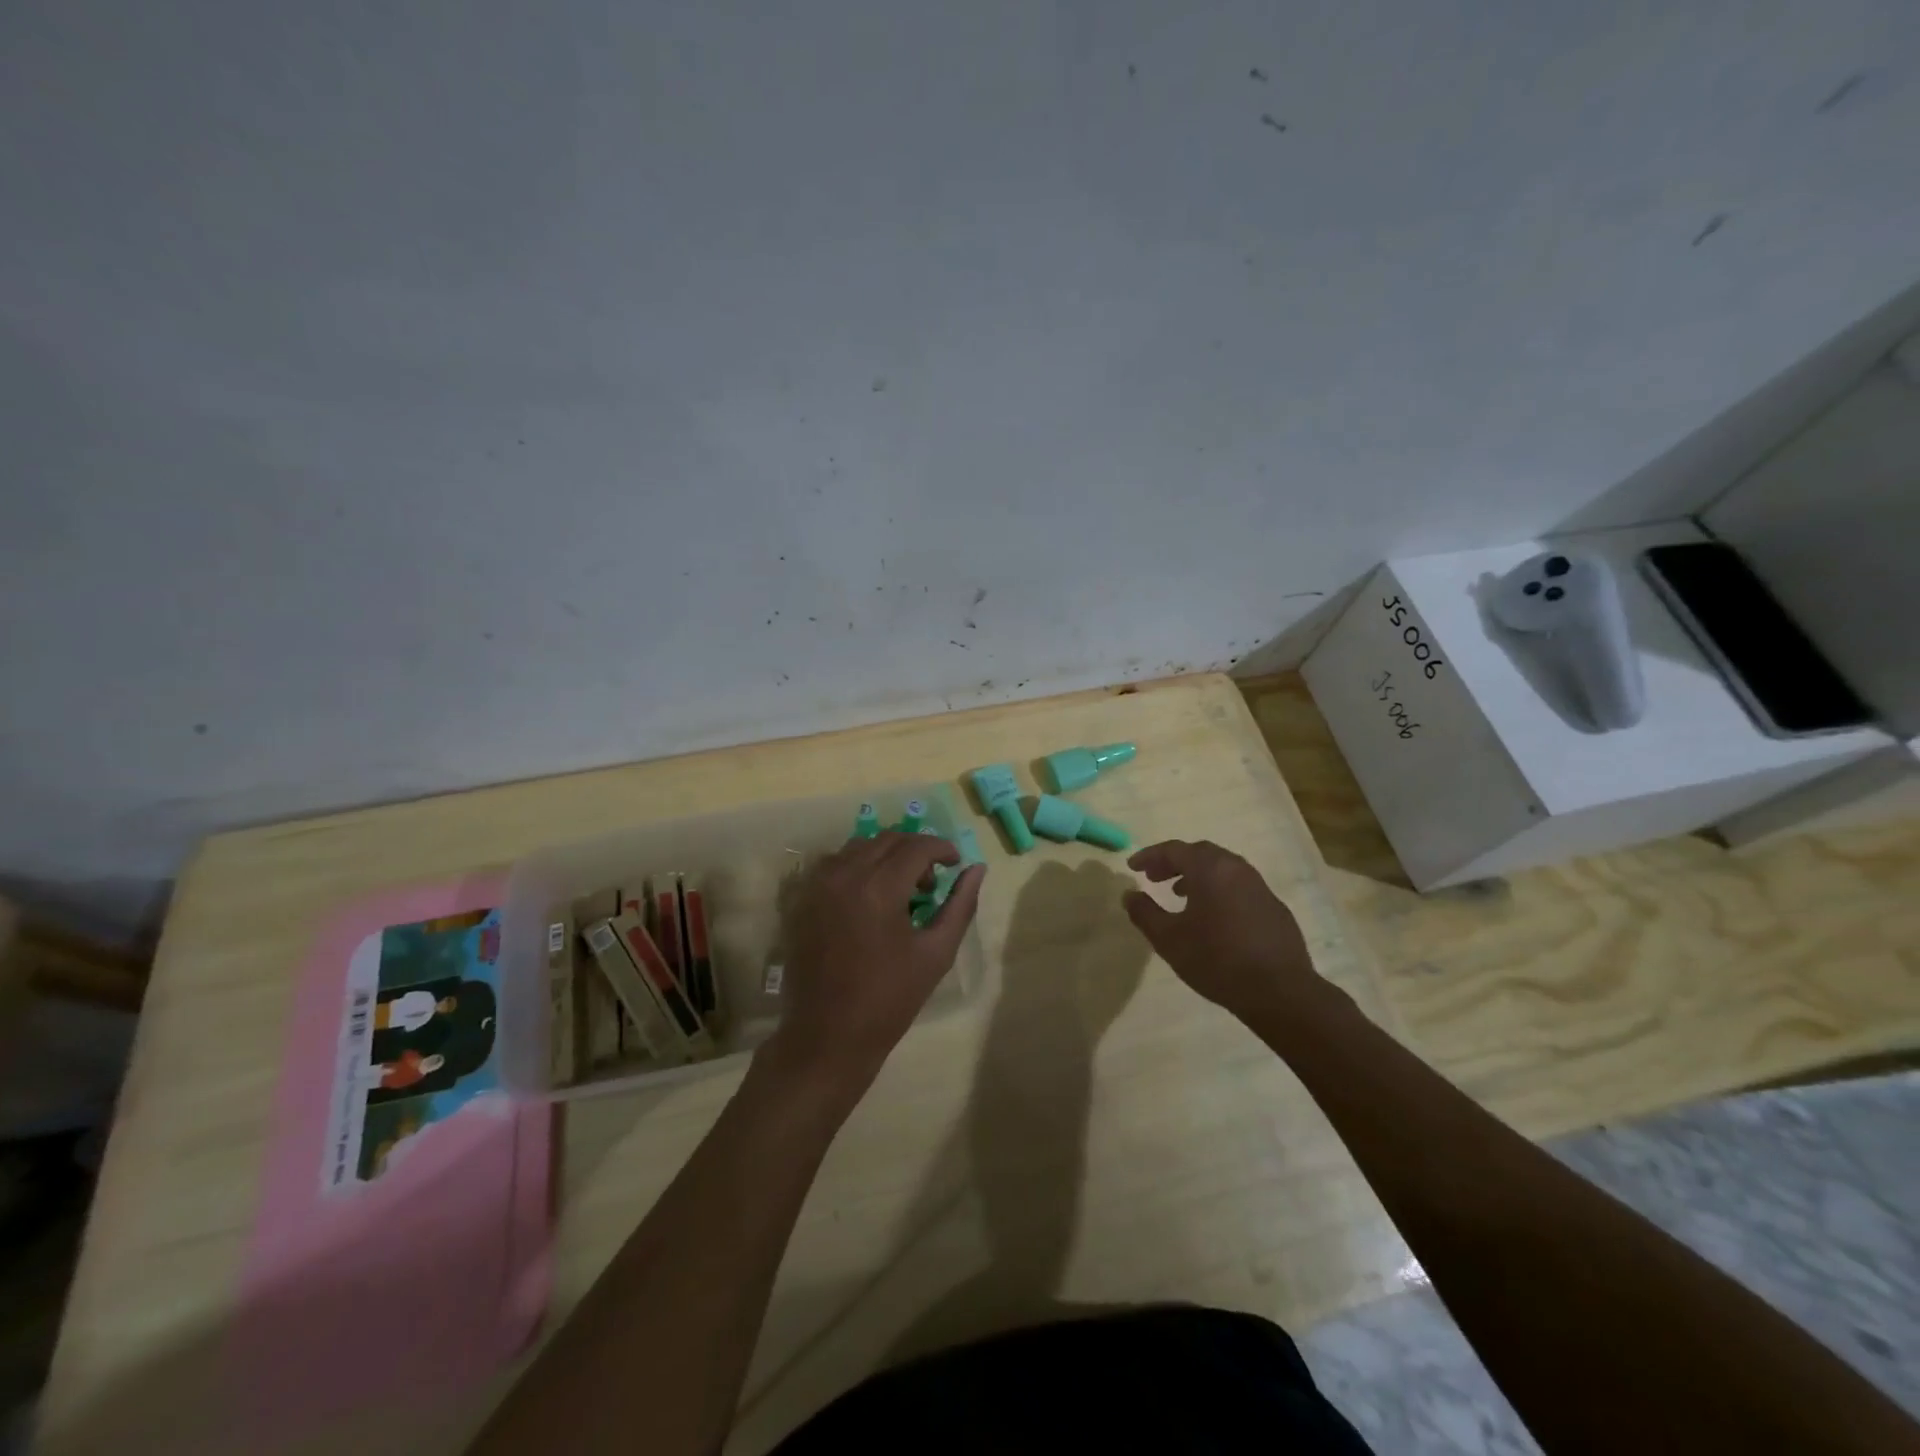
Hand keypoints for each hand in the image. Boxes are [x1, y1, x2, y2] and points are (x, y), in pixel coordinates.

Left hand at [764, 831, 984, 1094]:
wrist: (827, 1036)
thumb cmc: (889, 999)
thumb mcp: (936, 953)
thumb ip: (960, 905)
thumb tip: (977, 869)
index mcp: (879, 887)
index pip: (917, 846)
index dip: (942, 848)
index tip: (956, 864)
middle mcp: (845, 874)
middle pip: (888, 839)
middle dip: (916, 851)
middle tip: (930, 882)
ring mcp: (817, 885)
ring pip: (859, 847)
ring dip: (886, 855)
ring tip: (900, 889)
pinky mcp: (802, 899)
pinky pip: (834, 864)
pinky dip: (858, 867)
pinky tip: (869, 896)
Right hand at [1122, 840, 1322, 1023]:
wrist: (1280, 992)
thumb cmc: (1217, 960)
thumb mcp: (1169, 939)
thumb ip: (1145, 913)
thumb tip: (1129, 894)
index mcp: (1210, 870)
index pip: (1174, 850)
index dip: (1150, 856)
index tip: (1132, 867)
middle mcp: (1237, 869)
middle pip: (1200, 853)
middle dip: (1173, 862)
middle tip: (1154, 878)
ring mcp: (1259, 887)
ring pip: (1222, 869)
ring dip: (1197, 875)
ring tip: (1180, 895)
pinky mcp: (1274, 907)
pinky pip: (1239, 886)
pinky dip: (1219, 890)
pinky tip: (1213, 917)